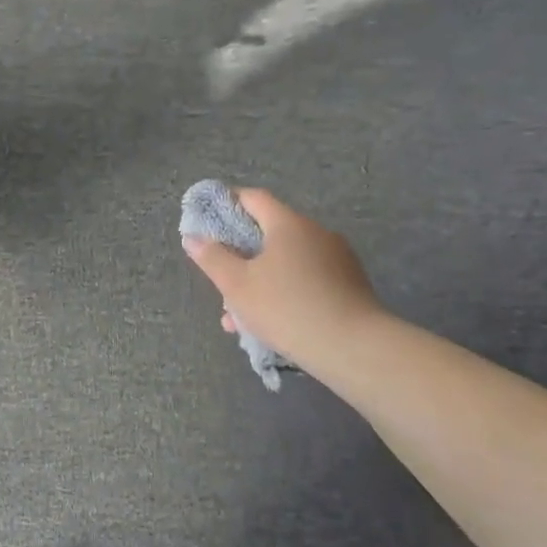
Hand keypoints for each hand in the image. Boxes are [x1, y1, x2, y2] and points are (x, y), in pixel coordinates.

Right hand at [182, 189, 384, 363]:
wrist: (353, 348)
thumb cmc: (286, 308)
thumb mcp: (237, 285)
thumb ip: (212, 258)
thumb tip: (193, 237)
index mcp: (288, 224)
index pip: (254, 198)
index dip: (228, 202)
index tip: (208, 218)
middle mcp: (316, 233)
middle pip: (269, 234)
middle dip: (241, 257)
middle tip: (221, 281)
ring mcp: (337, 259)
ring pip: (286, 264)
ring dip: (259, 283)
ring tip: (239, 319)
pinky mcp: (349, 286)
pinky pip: (306, 281)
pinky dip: (284, 294)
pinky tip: (269, 326)